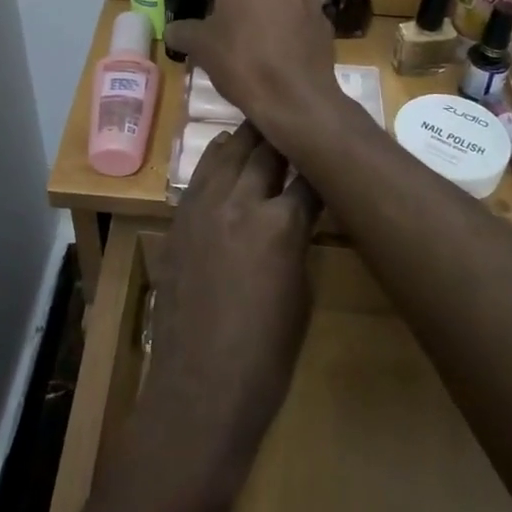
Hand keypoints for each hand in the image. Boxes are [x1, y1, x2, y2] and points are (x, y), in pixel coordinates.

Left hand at [144, 124, 319, 477]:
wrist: (199, 388)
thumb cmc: (265, 356)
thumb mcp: (301, 294)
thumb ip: (299, 242)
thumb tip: (299, 215)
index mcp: (280, 225)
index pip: (308, 178)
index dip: (323, 164)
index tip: (332, 152)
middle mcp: (240, 202)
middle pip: (265, 152)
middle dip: (286, 137)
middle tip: (301, 124)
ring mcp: (203, 207)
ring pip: (228, 152)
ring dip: (250, 138)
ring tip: (266, 123)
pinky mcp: (179, 219)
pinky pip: (201, 175)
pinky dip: (218, 158)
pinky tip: (226, 149)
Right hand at [164, 0, 337, 139]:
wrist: (296, 98)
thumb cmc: (242, 60)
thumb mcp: (200, 45)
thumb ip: (182, 30)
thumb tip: (173, 30)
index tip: (198, 9)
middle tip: (219, 24)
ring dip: (260, 6)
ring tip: (247, 38)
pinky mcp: (323, 14)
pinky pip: (294, 12)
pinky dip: (283, 24)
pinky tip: (273, 50)